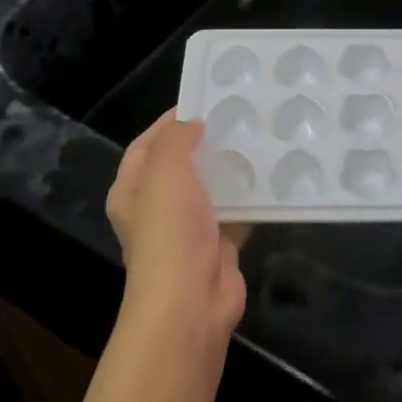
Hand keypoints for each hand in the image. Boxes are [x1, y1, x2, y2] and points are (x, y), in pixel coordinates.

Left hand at [104, 109, 248, 342]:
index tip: (201, 102)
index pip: (145, 146)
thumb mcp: (164, 170)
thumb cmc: (169, 229)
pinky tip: (271, 178)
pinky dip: (250, 198)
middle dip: (204, 144)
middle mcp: (155, 209)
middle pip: (180, 166)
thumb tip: (191, 126)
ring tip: (257, 141)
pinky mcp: (218, 246)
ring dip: (229, 169)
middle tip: (236, 119)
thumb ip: (175, 140)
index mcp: (131, 191)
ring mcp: (187, 230)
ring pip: (210, 189)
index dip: (168, 123)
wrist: (190, 299)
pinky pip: (235, 213)